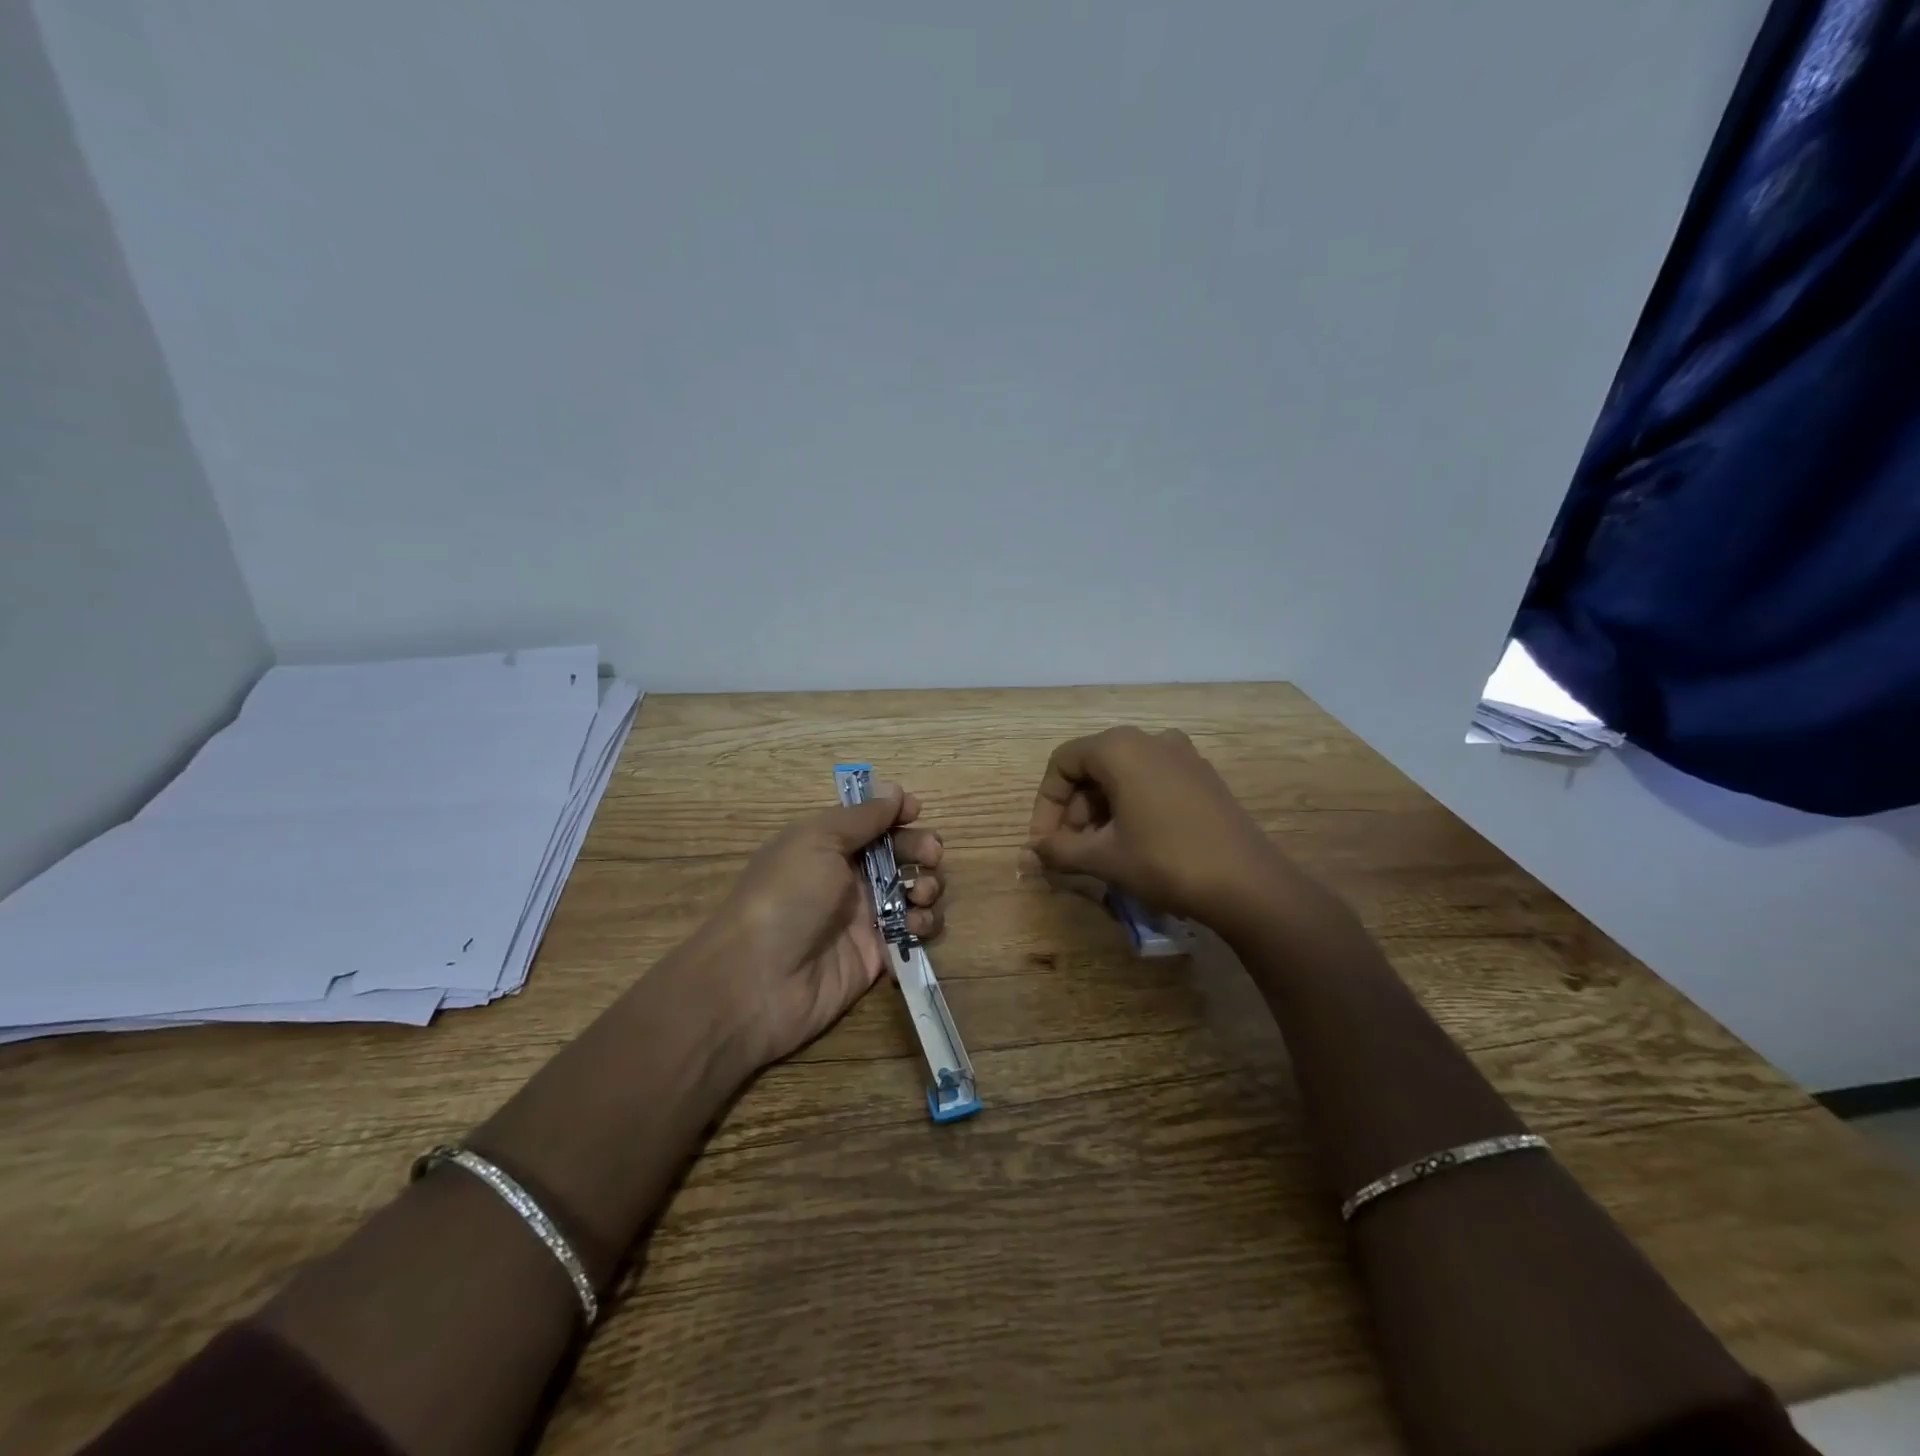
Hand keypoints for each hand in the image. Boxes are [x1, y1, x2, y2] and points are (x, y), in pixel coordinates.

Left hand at [715, 785, 944, 1068]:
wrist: (759, 981)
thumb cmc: (786, 896)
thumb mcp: (817, 840)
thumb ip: (862, 817)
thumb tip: (895, 789)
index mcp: (828, 845)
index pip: (872, 821)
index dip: (896, 813)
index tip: (915, 811)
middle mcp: (848, 878)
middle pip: (900, 854)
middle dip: (922, 848)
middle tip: (930, 855)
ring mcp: (864, 918)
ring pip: (913, 892)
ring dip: (927, 886)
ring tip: (920, 895)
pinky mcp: (878, 955)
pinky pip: (913, 933)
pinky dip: (923, 925)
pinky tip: (916, 926)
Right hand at [1025, 726, 1287, 930]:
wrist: (1248, 885)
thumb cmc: (1165, 862)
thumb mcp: (1104, 858)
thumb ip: (1060, 849)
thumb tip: (1036, 849)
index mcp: (1120, 747)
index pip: (1063, 763)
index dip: (1046, 804)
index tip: (1045, 843)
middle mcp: (1150, 739)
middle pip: (1092, 767)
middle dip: (1074, 810)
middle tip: (1071, 851)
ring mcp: (1182, 755)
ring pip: (1122, 775)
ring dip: (1100, 811)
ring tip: (1100, 852)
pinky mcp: (1202, 777)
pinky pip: (1151, 781)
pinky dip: (1130, 806)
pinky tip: (1134, 843)